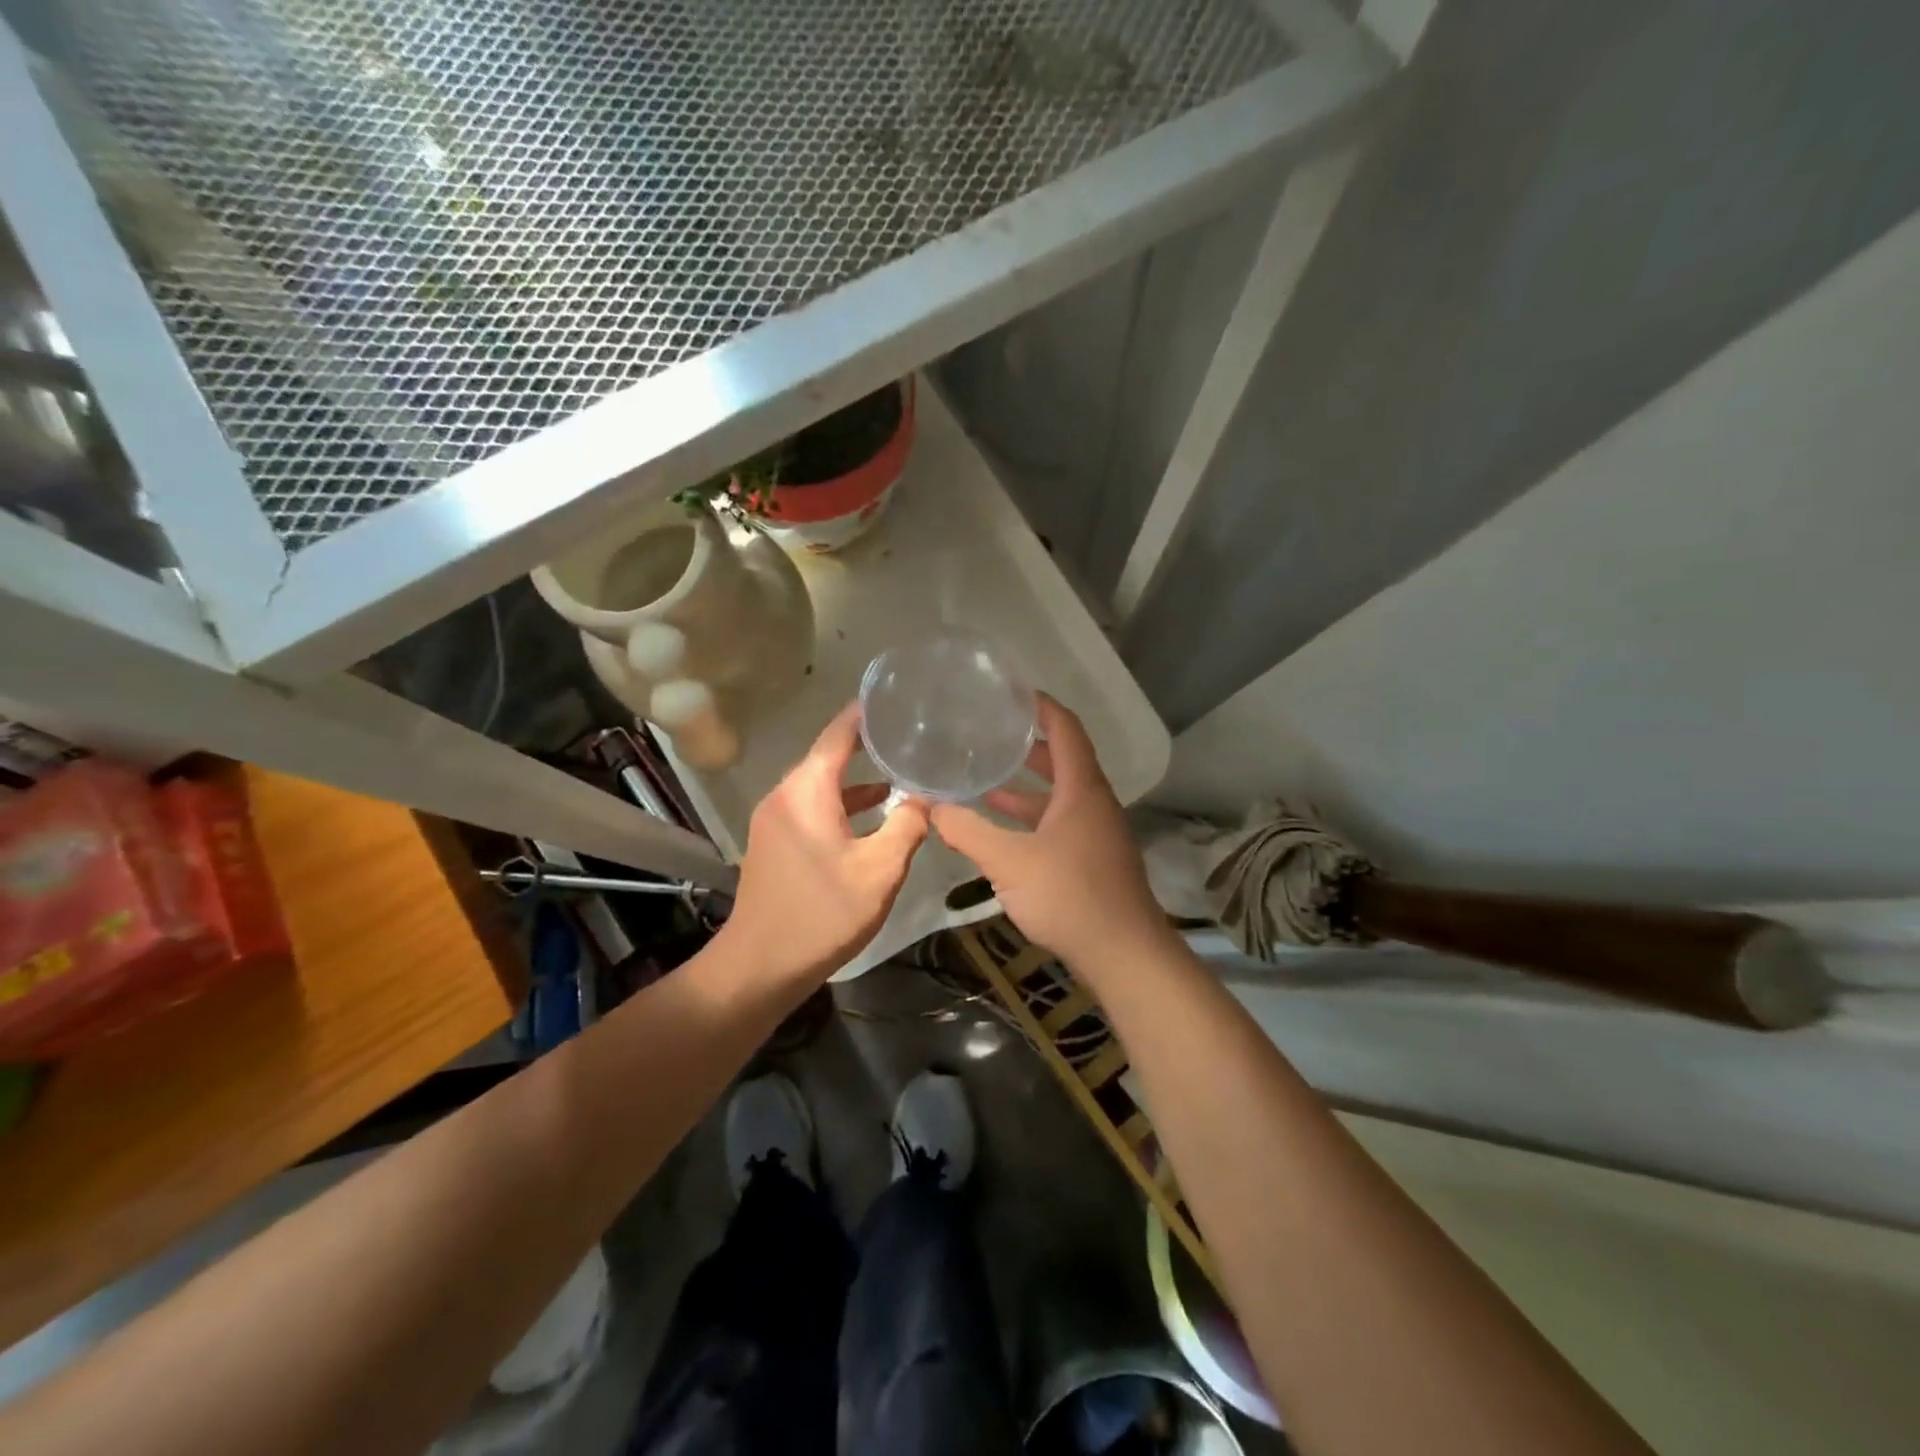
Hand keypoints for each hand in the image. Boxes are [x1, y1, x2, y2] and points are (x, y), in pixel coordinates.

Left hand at [722, 702, 929, 984]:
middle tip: (908, 736)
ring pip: (821, 786)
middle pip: (828, 757)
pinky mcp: (774, 843)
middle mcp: (785, 795)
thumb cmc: (822, 914)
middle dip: (867, 745)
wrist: (759, 967)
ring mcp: (775, 820)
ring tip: (900, 773)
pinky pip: (812, 808)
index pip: (837, 734)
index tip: (893, 697)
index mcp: (807, 791)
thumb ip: (907, 826)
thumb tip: (924, 798)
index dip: (864, 713)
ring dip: (857, 781)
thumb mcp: (880, 870)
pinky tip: (872, 817)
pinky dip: (842, 805)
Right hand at [930, 696, 1171, 969]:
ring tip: (985, 778)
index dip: (1041, 706)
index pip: (1065, 729)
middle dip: (1028, 745)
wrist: (1123, 954)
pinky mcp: (1092, 859)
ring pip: (1059, 796)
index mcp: (1082, 789)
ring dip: (1026, 787)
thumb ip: (968, 831)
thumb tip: (931, 807)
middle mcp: (1093, 803)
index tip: (1011, 693)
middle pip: (1063, 760)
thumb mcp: (1008, 861)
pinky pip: (1059, 823)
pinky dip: (1031, 818)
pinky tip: (1002, 831)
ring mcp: (1096, 833)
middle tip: (991, 733)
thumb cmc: (1069, 895)